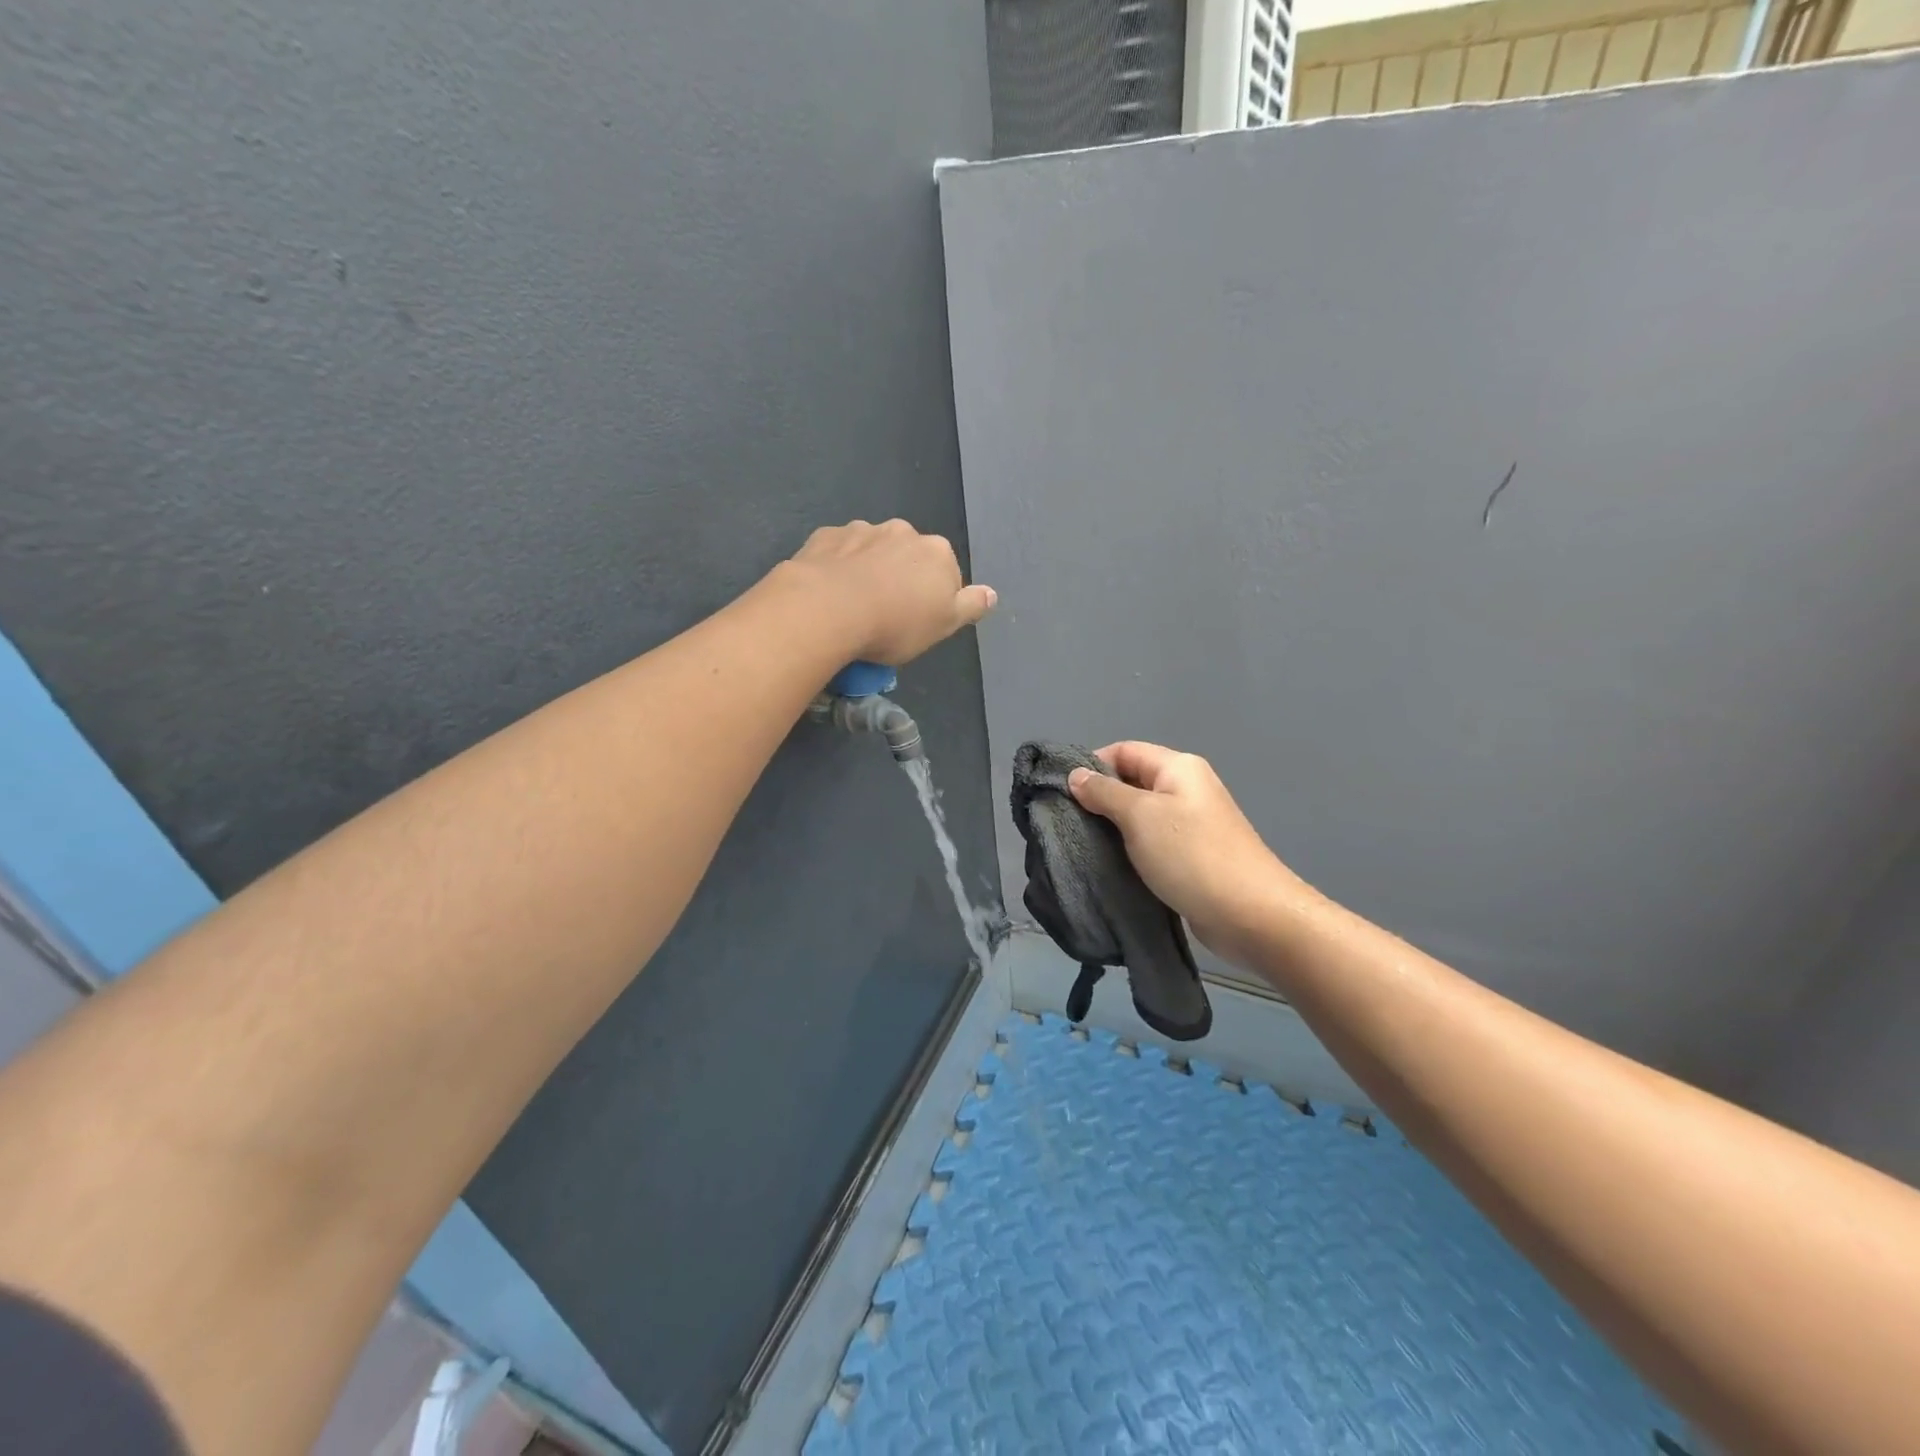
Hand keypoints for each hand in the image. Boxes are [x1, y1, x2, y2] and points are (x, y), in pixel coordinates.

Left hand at [787, 519, 996, 664]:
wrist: (828, 608)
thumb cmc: (895, 624)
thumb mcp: (943, 625)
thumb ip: (970, 606)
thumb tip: (992, 593)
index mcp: (937, 552)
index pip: (946, 574)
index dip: (932, 600)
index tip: (916, 622)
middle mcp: (903, 532)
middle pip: (908, 557)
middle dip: (900, 578)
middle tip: (885, 614)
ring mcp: (862, 530)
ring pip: (872, 551)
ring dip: (868, 569)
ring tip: (853, 604)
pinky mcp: (826, 536)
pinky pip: (838, 552)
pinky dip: (837, 566)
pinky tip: (829, 592)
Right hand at [1068, 742, 1312, 966]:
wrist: (1252, 914)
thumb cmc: (1192, 855)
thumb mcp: (1140, 816)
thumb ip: (1104, 793)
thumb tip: (1076, 775)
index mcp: (1178, 767)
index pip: (1124, 751)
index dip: (1091, 765)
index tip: (1062, 793)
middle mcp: (1186, 788)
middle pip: (1131, 782)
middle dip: (1098, 799)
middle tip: (1066, 823)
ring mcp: (1191, 824)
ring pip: (1139, 816)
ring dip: (1112, 828)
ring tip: (1082, 845)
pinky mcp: (1191, 856)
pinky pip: (1151, 843)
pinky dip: (1130, 850)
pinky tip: (1109, 865)